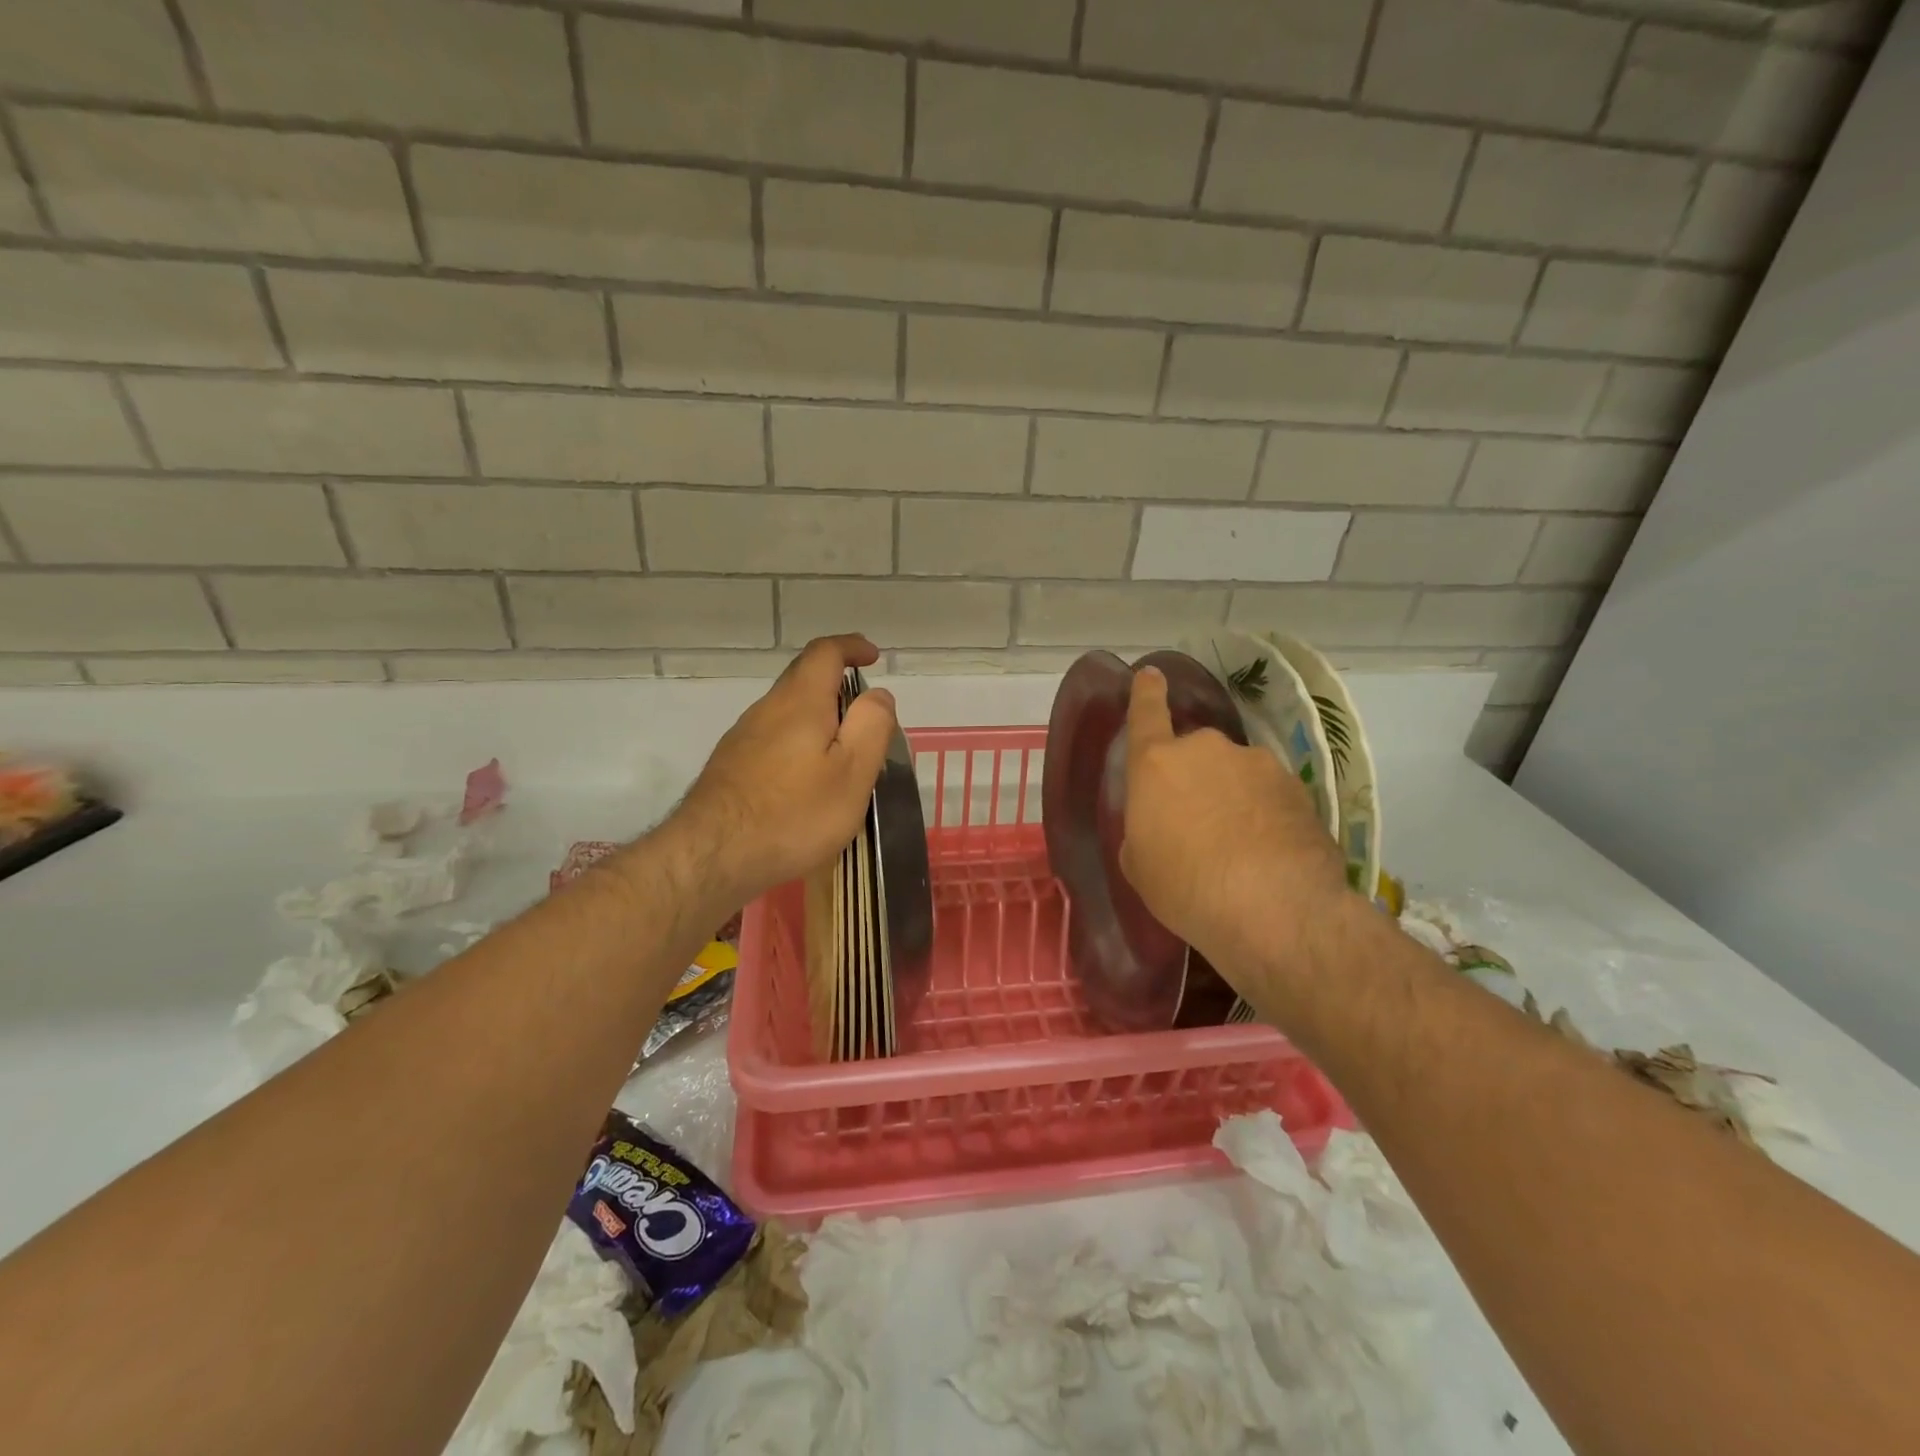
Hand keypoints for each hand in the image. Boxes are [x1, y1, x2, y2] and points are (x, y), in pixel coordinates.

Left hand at [670, 634, 896, 905]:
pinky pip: (772, 738)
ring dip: (816, 717)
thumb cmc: (794, 814)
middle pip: (802, 679)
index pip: (825, 653)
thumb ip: (870, 727)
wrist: (712, 856)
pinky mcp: (730, 766)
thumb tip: (878, 695)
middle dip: (836, 684)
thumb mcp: (851, 773)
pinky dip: (797, 742)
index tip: (872, 656)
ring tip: (841, 754)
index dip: (851, 647)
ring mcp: (742, 737)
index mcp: (801, 702)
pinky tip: (805, 780)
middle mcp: (767, 709)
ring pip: (786, 711)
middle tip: (864, 713)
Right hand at [1119, 666, 1351, 978]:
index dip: (1146, 694)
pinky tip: (1269, 854)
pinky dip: (1265, 815)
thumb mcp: (1140, 866)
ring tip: (1238, 848)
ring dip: (1232, 798)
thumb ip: (1144, 831)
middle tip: (1197, 825)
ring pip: (1236, 774)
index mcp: (1156, 764)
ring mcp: (1257, 764)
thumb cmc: (1184, 886)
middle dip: (1195, 780)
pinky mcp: (1297, 787)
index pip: (1146, 715)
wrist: (1274, 907)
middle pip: (1195, 754)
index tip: (1150, 674)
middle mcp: (1206, 750)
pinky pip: (1269, 796)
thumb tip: (1161, 826)